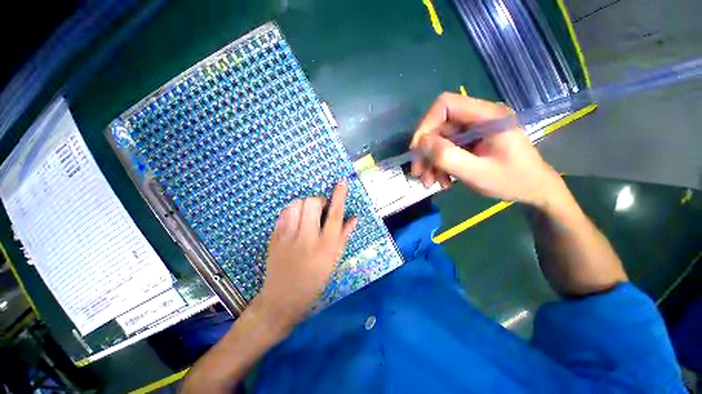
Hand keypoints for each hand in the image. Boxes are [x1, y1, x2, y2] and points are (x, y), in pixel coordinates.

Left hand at [255, 181, 356, 327]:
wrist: (283, 298)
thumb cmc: (315, 280)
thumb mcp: (334, 260)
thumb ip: (344, 235)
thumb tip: (354, 217)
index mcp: (326, 246)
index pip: (335, 214)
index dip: (340, 195)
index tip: (341, 181)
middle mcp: (307, 238)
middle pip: (312, 203)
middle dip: (318, 201)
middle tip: (320, 211)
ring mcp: (287, 237)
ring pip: (295, 204)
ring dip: (304, 205)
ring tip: (307, 215)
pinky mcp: (274, 237)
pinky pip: (283, 214)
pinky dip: (291, 212)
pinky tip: (295, 222)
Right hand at [410, 92, 564, 207]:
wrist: (534, 190)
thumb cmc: (512, 181)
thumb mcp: (477, 173)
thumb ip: (448, 156)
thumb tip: (421, 143)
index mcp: (487, 115)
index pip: (445, 105)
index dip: (425, 125)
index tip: (417, 150)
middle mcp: (478, 118)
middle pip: (438, 126)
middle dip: (425, 151)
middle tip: (418, 173)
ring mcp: (474, 130)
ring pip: (439, 140)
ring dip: (430, 162)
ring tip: (430, 182)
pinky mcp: (471, 141)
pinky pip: (446, 149)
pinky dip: (439, 165)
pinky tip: (442, 180)